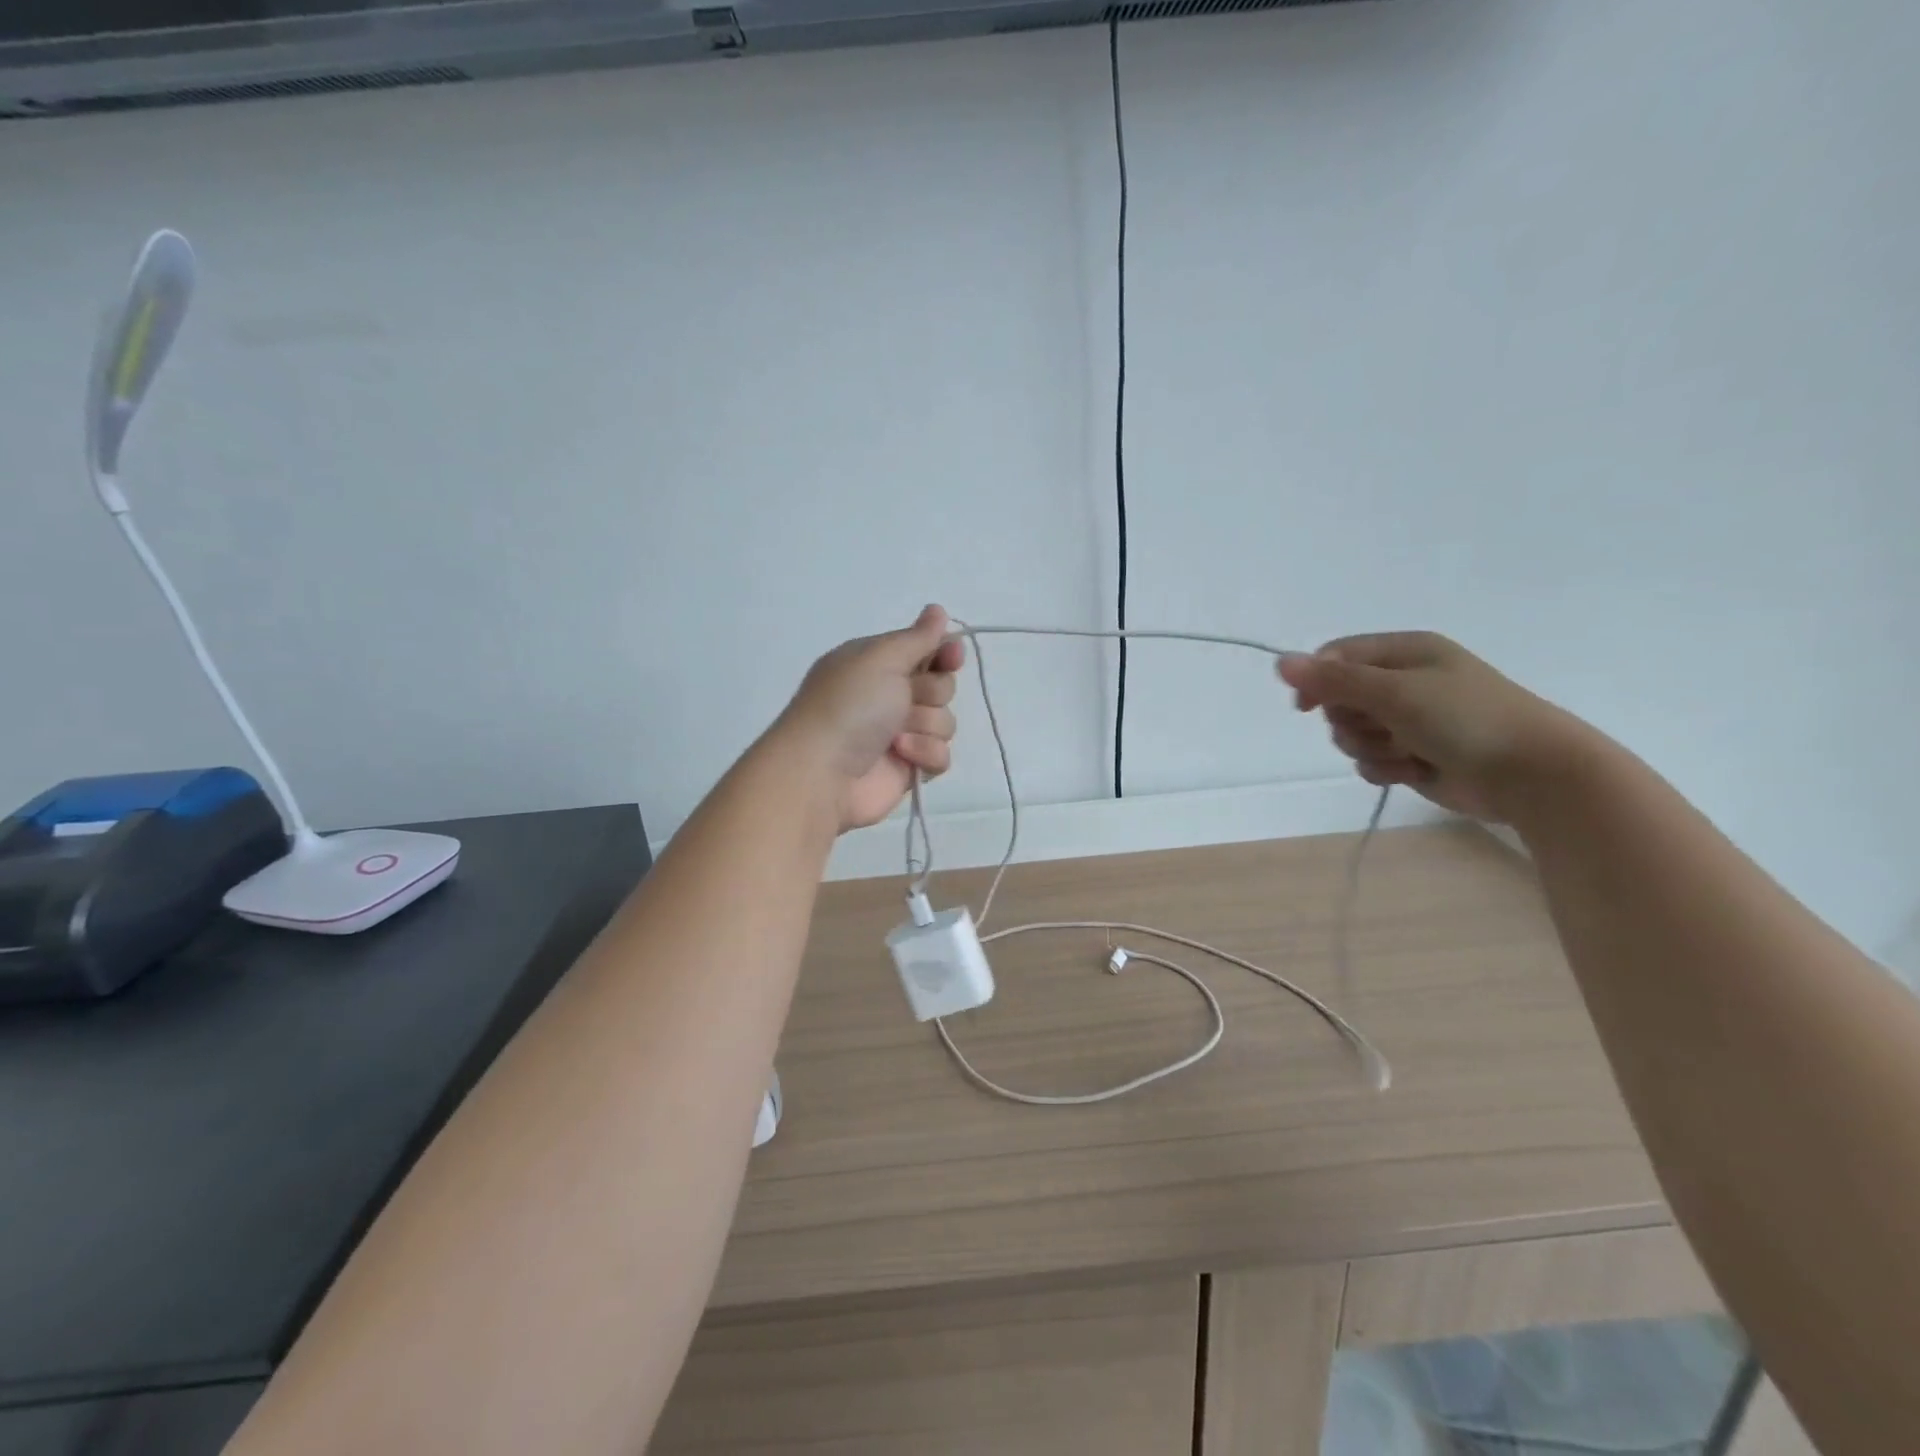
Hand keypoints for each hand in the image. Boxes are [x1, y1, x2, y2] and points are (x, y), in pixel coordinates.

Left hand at [774, 605, 964, 832]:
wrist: (823, 773)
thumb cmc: (849, 706)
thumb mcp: (880, 658)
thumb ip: (917, 637)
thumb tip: (938, 609)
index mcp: (876, 663)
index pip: (925, 650)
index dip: (944, 653)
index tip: (953, 656)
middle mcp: (888, 695)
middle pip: (941, 685)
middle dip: (931, 692)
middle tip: (907, 699)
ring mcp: (899, 733)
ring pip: (944, 721)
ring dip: (926, 726)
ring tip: (896, 736)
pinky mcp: (908, 767)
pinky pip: (941, 755)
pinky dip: (925, 754)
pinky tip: (902, 756)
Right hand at [1276, 632, 1581, 821]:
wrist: (1531, 774)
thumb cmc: (1465, 719)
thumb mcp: (1395, 692)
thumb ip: (1334, 680)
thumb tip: (1280, 661)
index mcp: (1404, 652)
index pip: (1337, 656)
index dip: (1317, 680)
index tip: (1307, 707)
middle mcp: (1404, 682)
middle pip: (1339, 699)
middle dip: (1351, 720)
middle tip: (1383, 727)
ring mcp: (1408, 721)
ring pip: (1352, 734)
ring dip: (1370, 747)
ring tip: (1406, 752)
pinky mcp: (1412, 755)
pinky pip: (1371, 760)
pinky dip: (1385, 767)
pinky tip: (1412, 770)